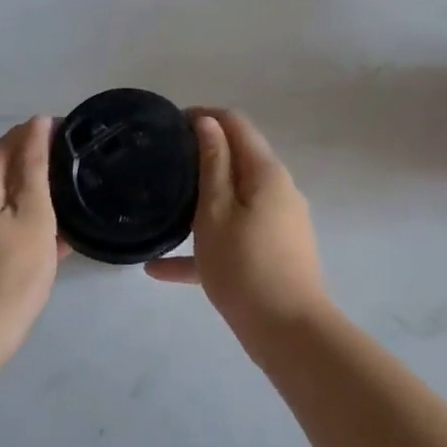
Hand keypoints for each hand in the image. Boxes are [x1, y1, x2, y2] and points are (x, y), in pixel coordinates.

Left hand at [0, 117, 68, 357]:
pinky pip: (14, 221)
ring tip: (84, 197)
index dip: (50, 134)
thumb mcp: (33, 213)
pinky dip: (36, 222)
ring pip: (17, 196)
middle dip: (49, 164)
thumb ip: (35, 165)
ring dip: (45, 196)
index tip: (85, 142)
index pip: (18, 137)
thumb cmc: (10, 271)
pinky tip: (65, 234)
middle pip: (15, 165)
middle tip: (90, 170)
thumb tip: (38, 122)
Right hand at [145, 108, 332, 353]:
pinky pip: (234, 237)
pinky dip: (205, 244)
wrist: (287, 330)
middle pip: (237, 161)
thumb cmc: (244, 264)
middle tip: (160, 164)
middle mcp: (278, 191)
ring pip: (232, 201)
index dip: (203, 116)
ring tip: (161, 207)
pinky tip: (160, 269)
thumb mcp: (216, 211)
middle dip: (199, 156)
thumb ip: (212, 164)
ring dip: (199, 201)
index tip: (168, 125)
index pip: (236, 124)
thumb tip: (208, 122)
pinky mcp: (273, 253)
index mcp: (266, 173)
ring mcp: (278, 224)